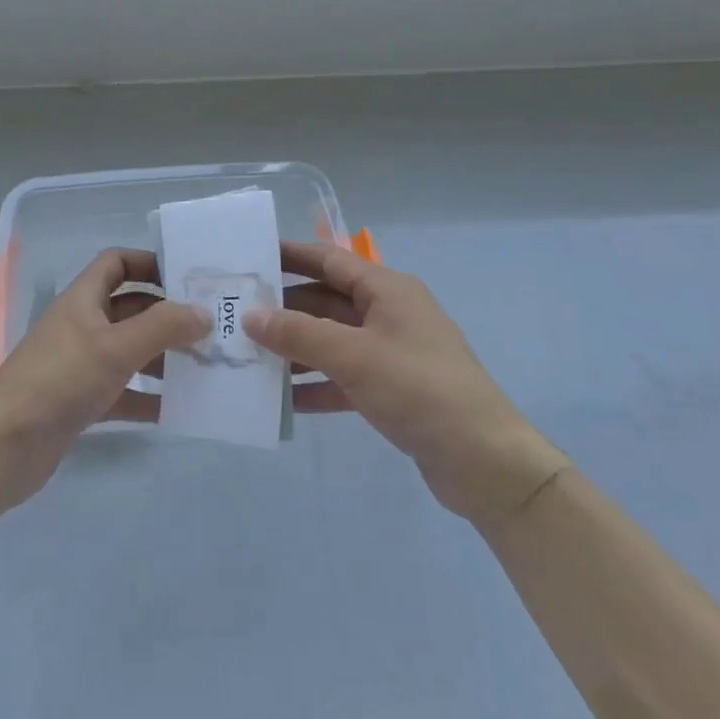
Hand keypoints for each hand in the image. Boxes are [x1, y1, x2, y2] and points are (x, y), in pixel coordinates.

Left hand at [0, 248, 207, 506]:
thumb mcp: (116, 347)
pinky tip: (178, 408)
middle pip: (130, 308)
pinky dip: (148, 396)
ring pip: (130, 351)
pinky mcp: (82, 401)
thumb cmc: (60, 380)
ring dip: (163, 356)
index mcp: (83, 300)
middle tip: (210, 326)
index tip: (186, 277)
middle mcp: (82, 326)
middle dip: (167, 315)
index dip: (149, 263)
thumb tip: (203, 313)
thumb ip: (163, 327)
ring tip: (203, 366)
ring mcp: (80, 365)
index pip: (116, 263)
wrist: (6, 445)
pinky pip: (123, 391)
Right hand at [244, 241, 569, 529]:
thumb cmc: (420, 390)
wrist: (484, 463)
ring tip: (248, 355)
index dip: (291, 255)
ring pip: (331, 341)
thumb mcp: (354, 356)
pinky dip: (315, 384)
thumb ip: (299, 334)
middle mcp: (389, 314)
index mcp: (388, 290)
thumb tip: (250, 315)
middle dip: (284, 308)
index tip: (249, 255)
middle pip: (326, 301)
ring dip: (295, 348)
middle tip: (235, 313)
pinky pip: (342, 378)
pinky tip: (282, 399)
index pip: (330, 260)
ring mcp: (390, 354)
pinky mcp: (391, 391)